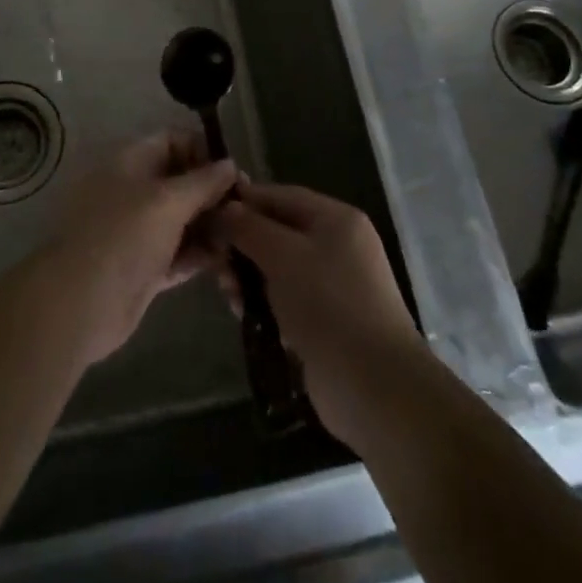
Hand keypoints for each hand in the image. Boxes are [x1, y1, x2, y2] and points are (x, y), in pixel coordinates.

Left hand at [39, 132, 237, 368]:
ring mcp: (138, 230)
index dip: (204, 150)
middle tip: (247, 207)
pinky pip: (179, 252)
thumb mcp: (168, 201)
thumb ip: (203, 181)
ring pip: (182, 219)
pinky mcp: (144, 266)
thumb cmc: (125, 236)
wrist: (81, 303)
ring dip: (211, 226)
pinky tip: (228, 260)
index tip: (234, 170)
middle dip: (213, 192)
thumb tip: (230, 164)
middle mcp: (134, 191)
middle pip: (180, 181)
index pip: (172, 140)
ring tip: (245, 236)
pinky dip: (200, 254)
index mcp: (131, 162)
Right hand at [209, 184, 423, 449]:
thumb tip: (224, 207)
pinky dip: (264, 301)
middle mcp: (338, 245)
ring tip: (229, 294)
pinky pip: (286, 298)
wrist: (374, 387)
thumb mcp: (283, 255)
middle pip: (278, 231)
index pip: (281, 195)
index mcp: (336, 219)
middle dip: (243, 244)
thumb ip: (248, 227)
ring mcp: (334, 285)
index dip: (244, 200)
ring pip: (278, 266)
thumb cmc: (328, 305)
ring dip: (249, 276)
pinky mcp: (326, 320)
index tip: (207, 211)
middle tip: (214, 263)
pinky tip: (244, 314)